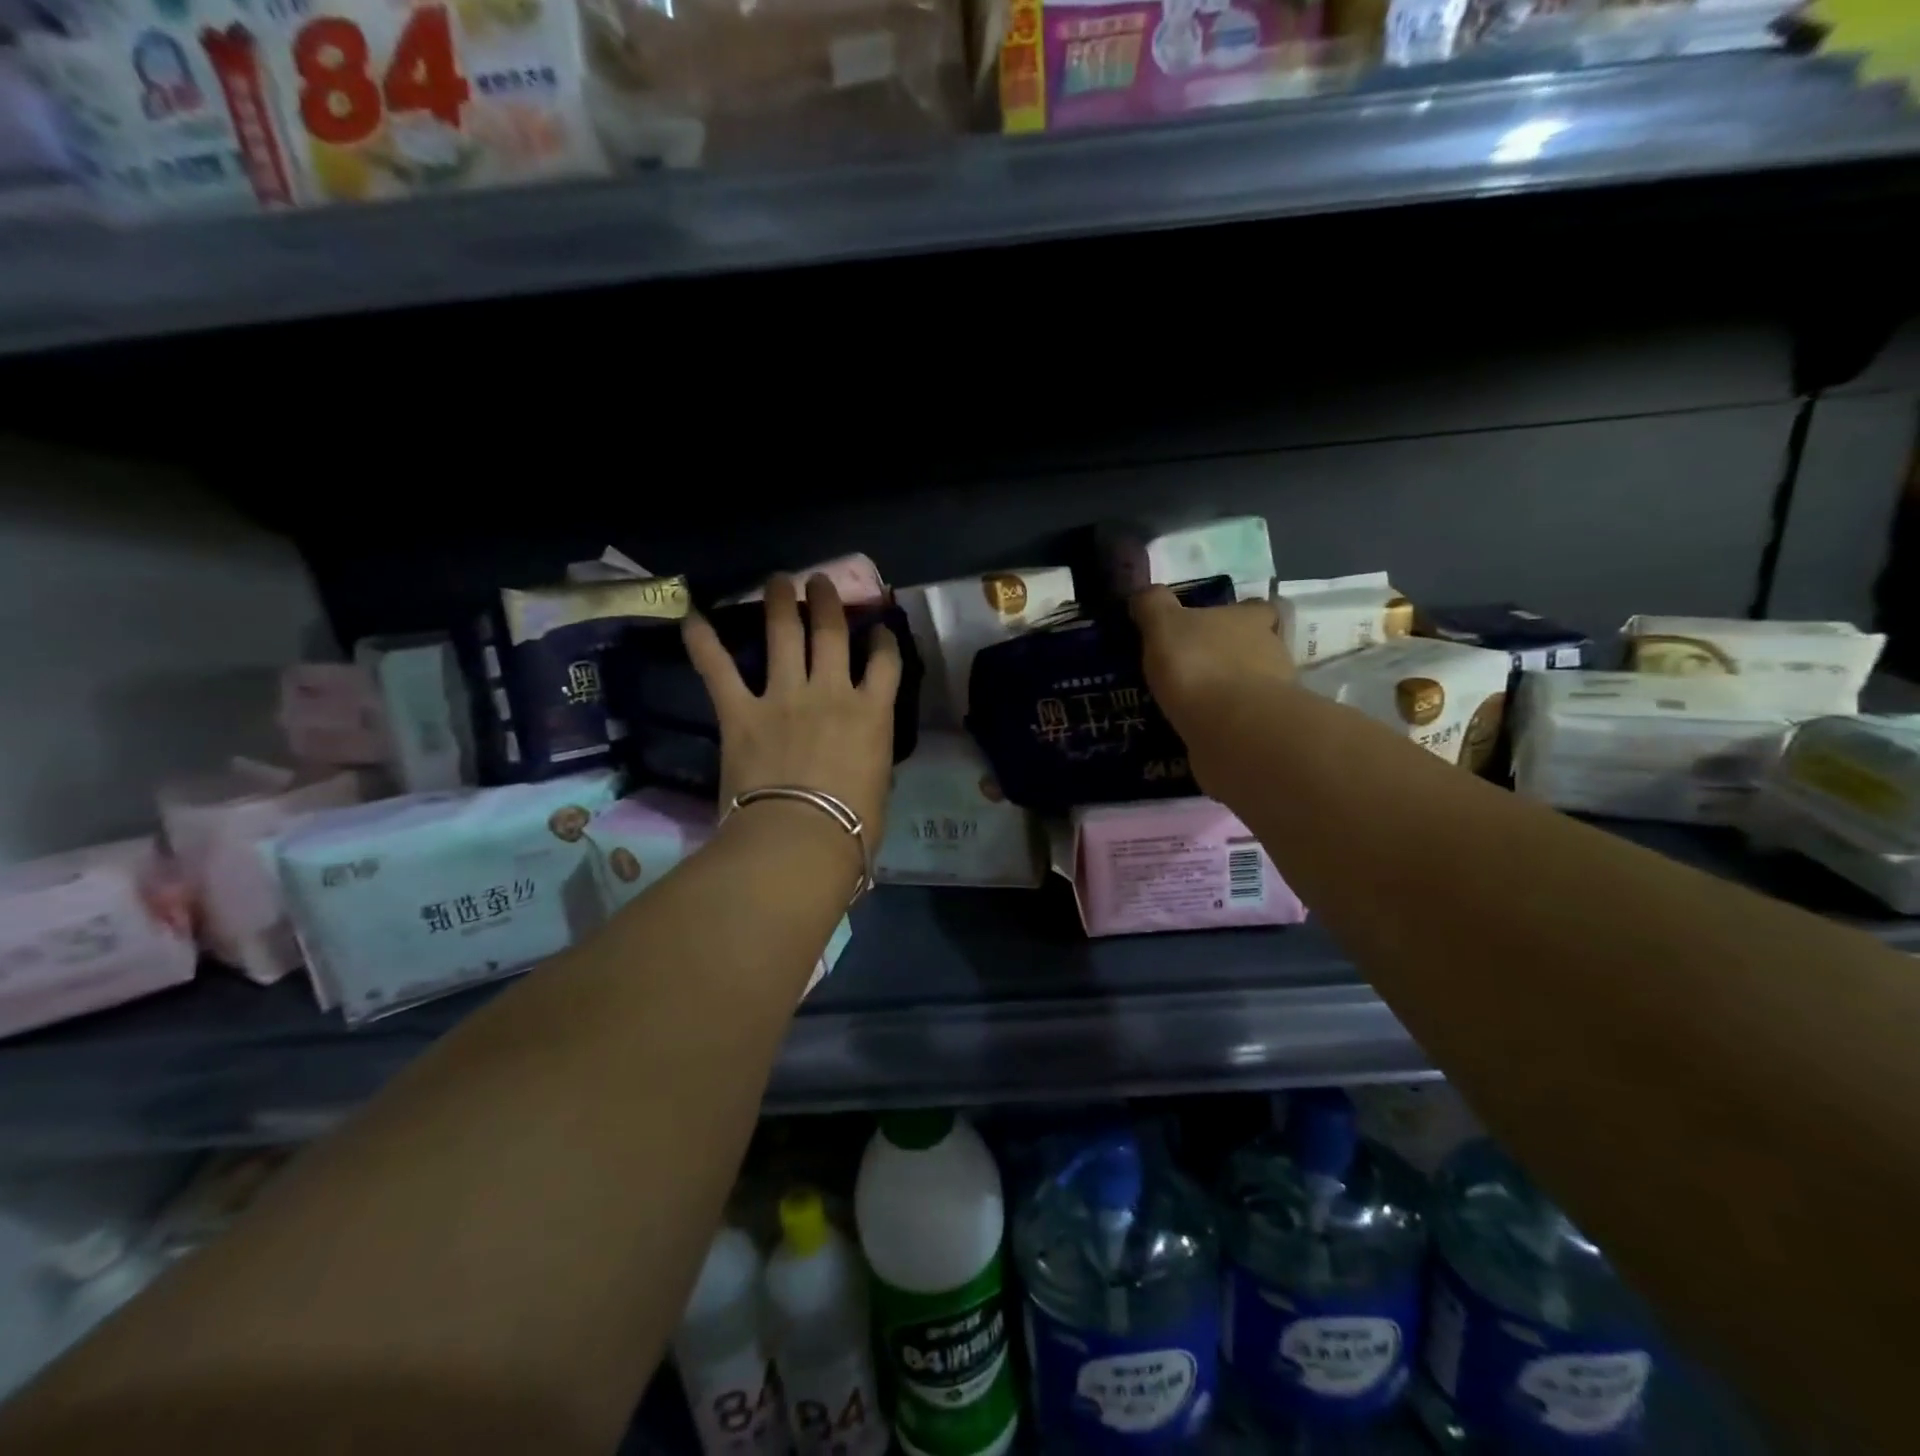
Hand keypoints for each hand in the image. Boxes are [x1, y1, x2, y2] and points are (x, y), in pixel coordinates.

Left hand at [682, 574, 901, 850]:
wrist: (800, 840)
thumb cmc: (851, 828)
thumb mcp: (878, 787)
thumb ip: (870, 757)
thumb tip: (865, 755)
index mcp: (872, 714)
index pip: (885, 663)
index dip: (883, 641)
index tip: (879, 630)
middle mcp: (831, 692)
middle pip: (831, 634)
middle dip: (827, 602)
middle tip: (819, 582)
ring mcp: (784, 697)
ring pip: (783, 635)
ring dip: (780, 603)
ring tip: (778, 580)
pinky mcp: (741, 712)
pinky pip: (719, 670)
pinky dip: (702, 642)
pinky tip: (690, 615)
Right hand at [1130, 585, 1293, 737]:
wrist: (1232, 728)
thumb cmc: (1199, 664)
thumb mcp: (1164, 625)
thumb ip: (1153, 606)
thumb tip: (1143, 593)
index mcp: (1250, 619)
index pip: (1256, 608)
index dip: (1239, 614)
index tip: (1216, 625)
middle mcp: (1271, 650)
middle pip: (1256, 646)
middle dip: (1231, 656)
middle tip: (1196, 667)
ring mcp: (1273, 693)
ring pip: (1250, 686)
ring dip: (1228, 692)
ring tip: (1193, 705)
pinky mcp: (1264, 729)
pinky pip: (1241, 721)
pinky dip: (1224, 724)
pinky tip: (1198, 731)